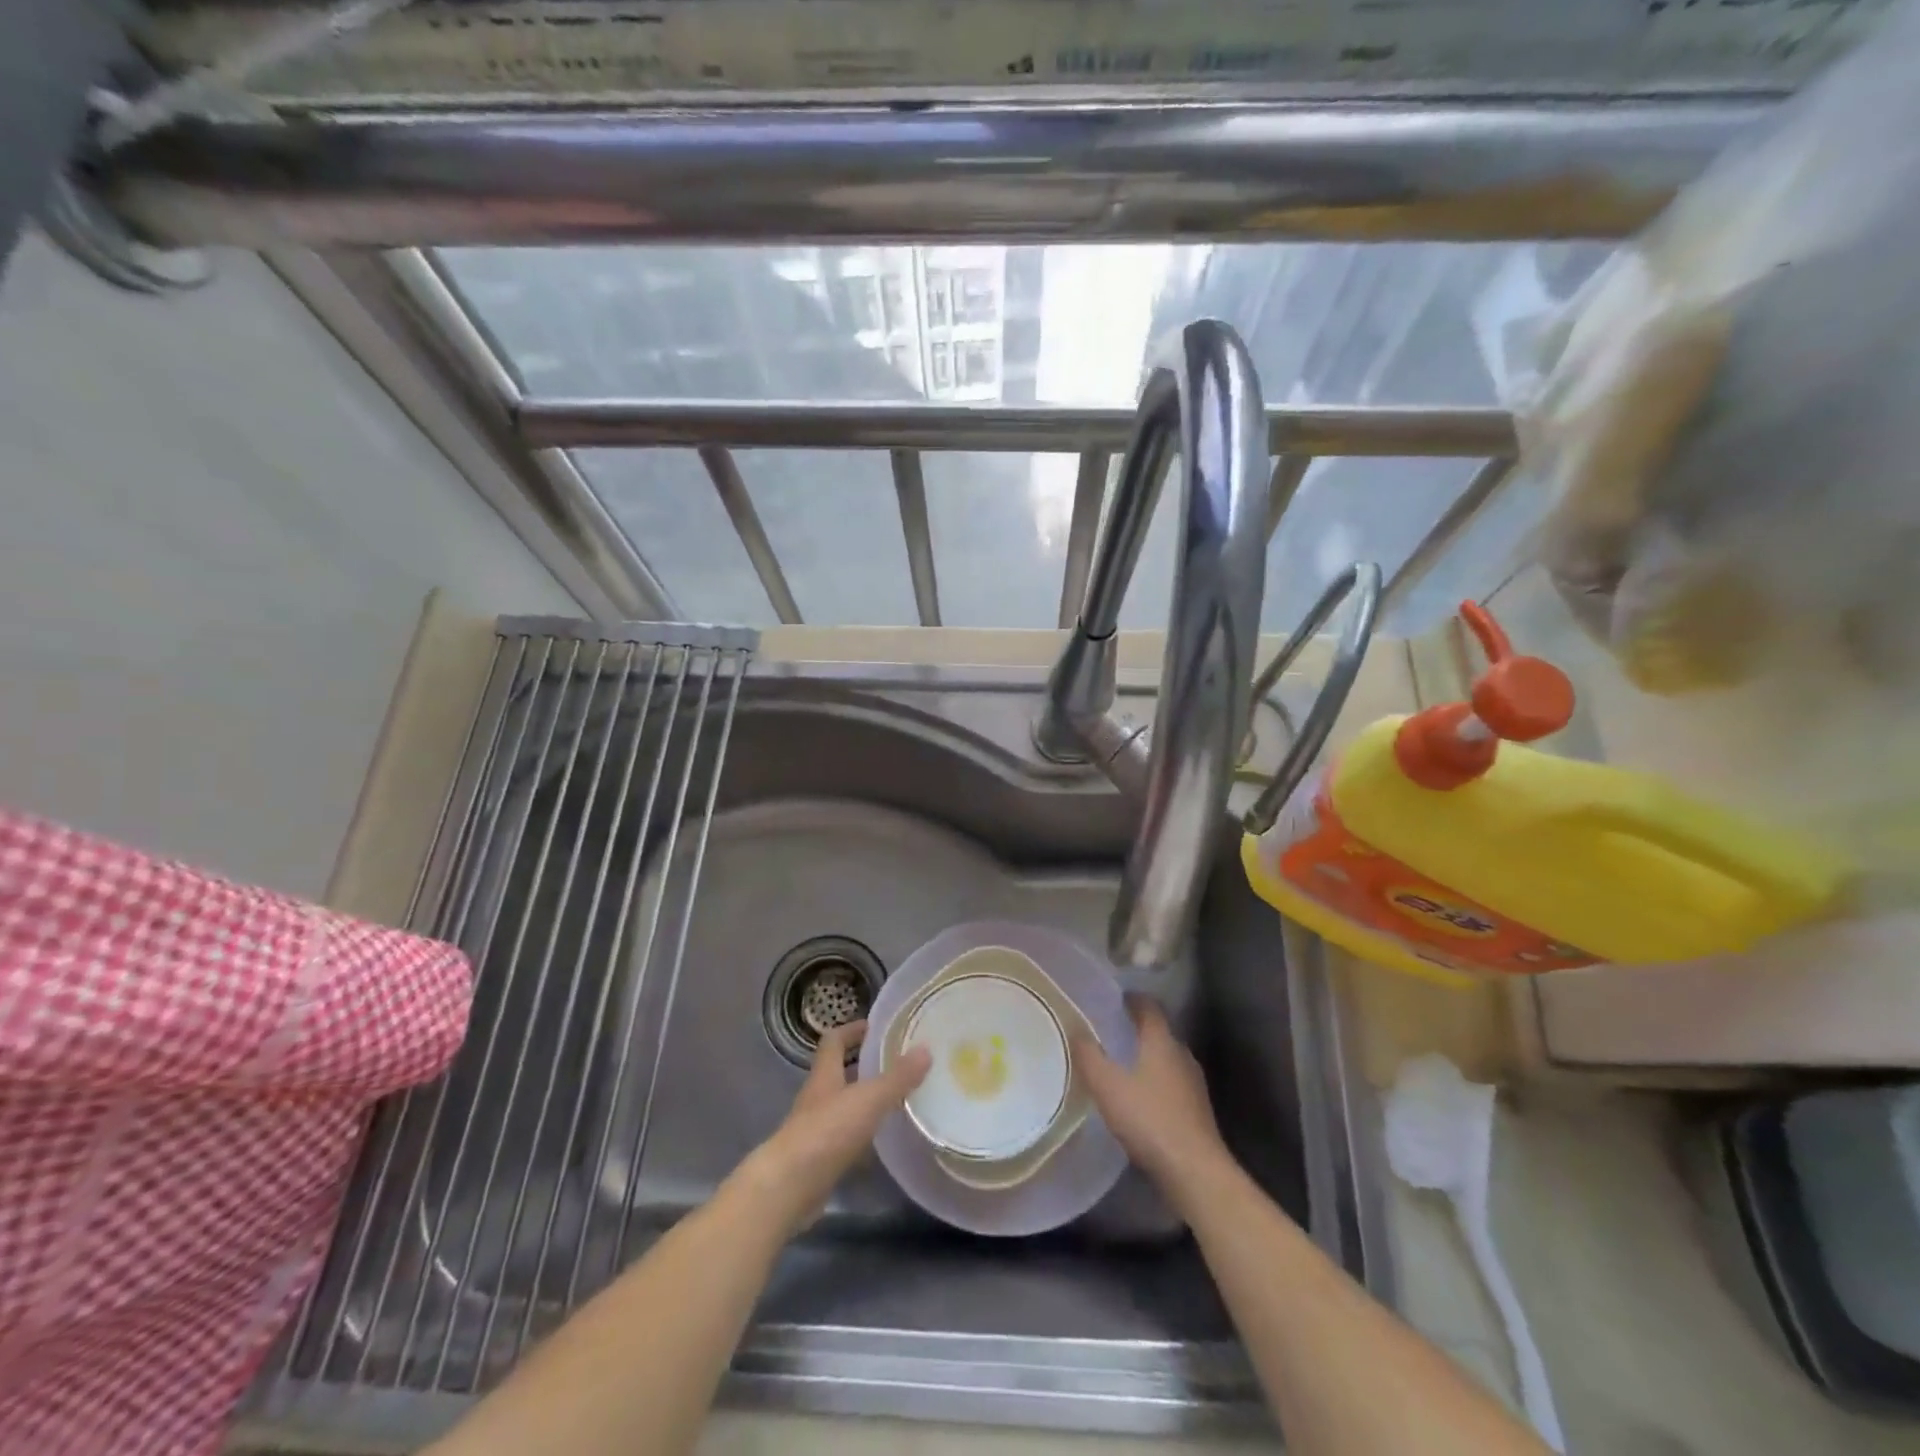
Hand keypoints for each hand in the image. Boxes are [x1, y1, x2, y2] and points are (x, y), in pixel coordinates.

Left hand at [742, 1021, 930, 1231]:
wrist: (789, 1188)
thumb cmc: (827, 1132)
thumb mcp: (868, 1099)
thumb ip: (897, 1077)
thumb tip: (925, 1049)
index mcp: (825, 1075)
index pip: (833, 1041)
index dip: (851, 1030)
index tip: (874, 1027)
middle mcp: (817, 1098)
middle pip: (838, 1073)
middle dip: (863, 1066)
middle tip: (895, 1063)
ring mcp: (815, 1130)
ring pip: (842, 1107)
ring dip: (864, 1102)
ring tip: (896, 1100)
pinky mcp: (819, 1160)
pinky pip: (844, 1139)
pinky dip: (862, 1137)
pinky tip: (882, 1143)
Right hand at [1074, 995, 1231, 1205]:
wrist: (1195, 1171)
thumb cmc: (1148, 1119)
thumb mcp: (1107, 1086)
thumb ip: (1089, 1056)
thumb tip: (1077, 1029)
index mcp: (1161, 1041)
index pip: (1149, 1007)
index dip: (1132, 999)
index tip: (1114, 999)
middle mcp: (1182, 1054)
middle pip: (1159, 1032)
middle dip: (1137, 1030)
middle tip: (1111, 1033)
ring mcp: (1194, 1083)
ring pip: (1167, 1059)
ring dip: (1147, 1058)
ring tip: (1122, 1066)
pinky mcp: (1197, 1110)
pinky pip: (1172, 1084)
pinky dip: (1156, 1082)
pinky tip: (1140, 1100)